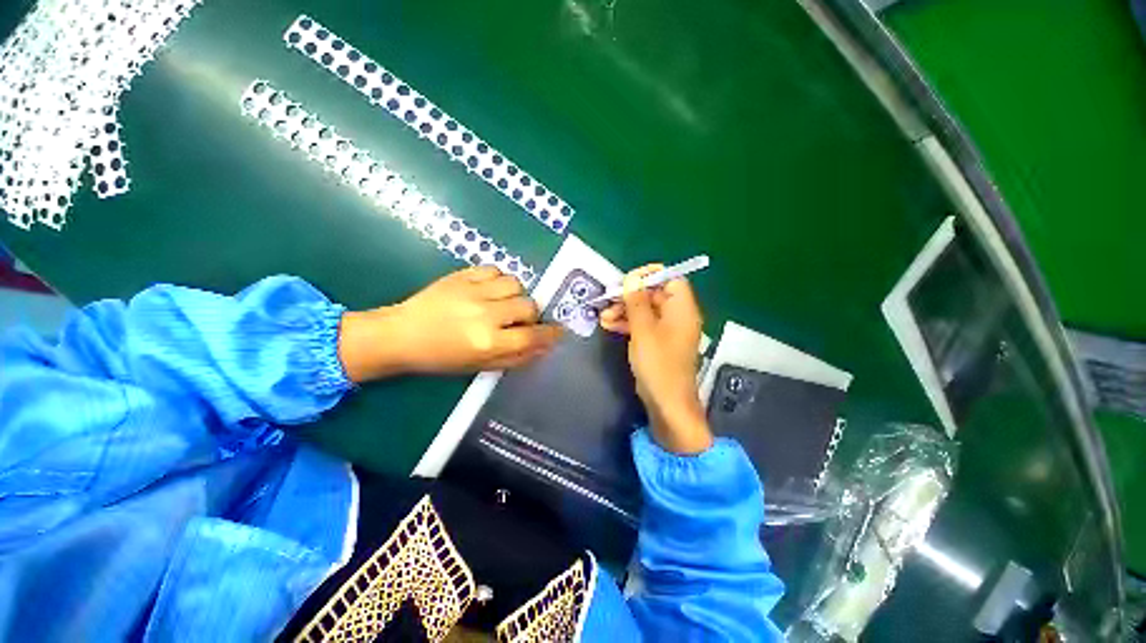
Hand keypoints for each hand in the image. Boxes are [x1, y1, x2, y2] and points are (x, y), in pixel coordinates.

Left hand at [339, 266, 562, 381]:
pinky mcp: (462, 275)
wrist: (402, 334)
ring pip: (516, 284)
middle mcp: (485, 314)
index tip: (558, 331)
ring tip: (504, 302)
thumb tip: (544, 347)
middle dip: (530, 315)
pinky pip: (495, 269)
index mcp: (487, 342)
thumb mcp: (480, 366)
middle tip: (519, 320)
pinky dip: (499, 279)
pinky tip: (490, 289)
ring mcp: (473, 291)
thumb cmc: (441, 358)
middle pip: (529, 306)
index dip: (550, 334)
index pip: (532, 335)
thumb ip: (516, 357)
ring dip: (516, 295)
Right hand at [601, 265, 712, 453]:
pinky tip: (608, 325)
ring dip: (624, 311)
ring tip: (603, 316)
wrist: (666, 402)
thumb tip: (631, 279)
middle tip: (608, 299)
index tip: (628, 281)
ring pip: (645, 311)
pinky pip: (643, 325)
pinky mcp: (657, 343)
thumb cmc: (657, 364)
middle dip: (630, 296)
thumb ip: (636, 302)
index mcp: (682, 309)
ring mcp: (667, 331)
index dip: (650, 276)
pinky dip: (627, 323)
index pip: (671, 279)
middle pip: (654, 295)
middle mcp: (677, 316)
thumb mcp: (643, 330)